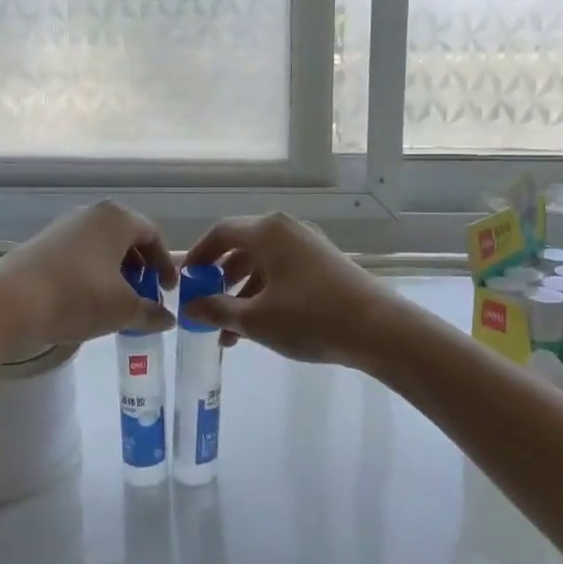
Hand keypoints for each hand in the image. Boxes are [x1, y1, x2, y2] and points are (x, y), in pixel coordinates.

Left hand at [0, 202, 177, 346]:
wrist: (7, 304)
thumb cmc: (77, 298)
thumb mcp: (123, 310)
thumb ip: (151, 312)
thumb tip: (167, 318)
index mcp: (117, 219)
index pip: (153, 234)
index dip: (165, 264)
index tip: (168, 290)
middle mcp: (90, 214)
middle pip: (126, 239)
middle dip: (140, 269)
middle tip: (144, 297)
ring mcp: (62, 227)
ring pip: (101, 248)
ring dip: (115, 274)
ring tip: (116, 303)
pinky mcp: (41, 245)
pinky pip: (79, 256)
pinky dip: (91, 275)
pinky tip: (87, 302)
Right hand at [181, 213, 398, 366]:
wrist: (377, 328)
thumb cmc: (310, 318)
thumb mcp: (256, 319)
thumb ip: (218, 310)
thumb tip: (190, 307)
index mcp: (268, 231)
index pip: (221, 232)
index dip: (198, 255)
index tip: (185, 281)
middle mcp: (288, 230)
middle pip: (242, 248)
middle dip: (220, 279)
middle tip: (205, 306)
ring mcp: (309, 247)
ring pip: (264, 265)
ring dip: (242, 294)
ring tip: (229, 333)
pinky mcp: (325, 266)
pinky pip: (284, 274)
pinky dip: (266, 295)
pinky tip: (258, 329)